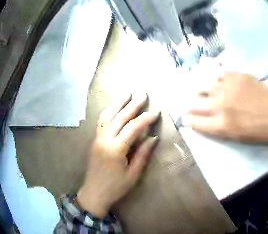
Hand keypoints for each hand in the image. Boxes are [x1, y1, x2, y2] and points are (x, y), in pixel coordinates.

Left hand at [77, 93, 159, 217]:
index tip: (156, 112)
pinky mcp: (95, 139)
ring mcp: (99, 137)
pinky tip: (112, 106)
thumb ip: (142, 155)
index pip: (133, 128)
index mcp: (116, 149)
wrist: (95, 192)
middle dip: (133, 105)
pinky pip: (101, 121)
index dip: (145, 119)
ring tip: (127, 93)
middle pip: (120, 117)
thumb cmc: (116, 187)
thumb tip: (153, 138)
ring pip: (108, 115)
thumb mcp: (132, 175)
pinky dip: (108, 111)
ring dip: (118, 103)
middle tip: (143, 95)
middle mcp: (106, 139)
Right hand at [184, 73, 267, 144]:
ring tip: (203, 90)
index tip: (186, 117)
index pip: (195, 121)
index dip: (188, 119)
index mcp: (223, 126)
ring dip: (201, 89)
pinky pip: (219, 74)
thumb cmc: (262, 131)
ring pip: (204, 85)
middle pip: (195, 102)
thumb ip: (217, 128)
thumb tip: (200, 119)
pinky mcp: (239, 76)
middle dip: (191, 104)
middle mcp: (223, 105)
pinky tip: (217, 81)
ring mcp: (230, 88)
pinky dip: (216, 78)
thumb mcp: (237, 137)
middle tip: (193, 103)